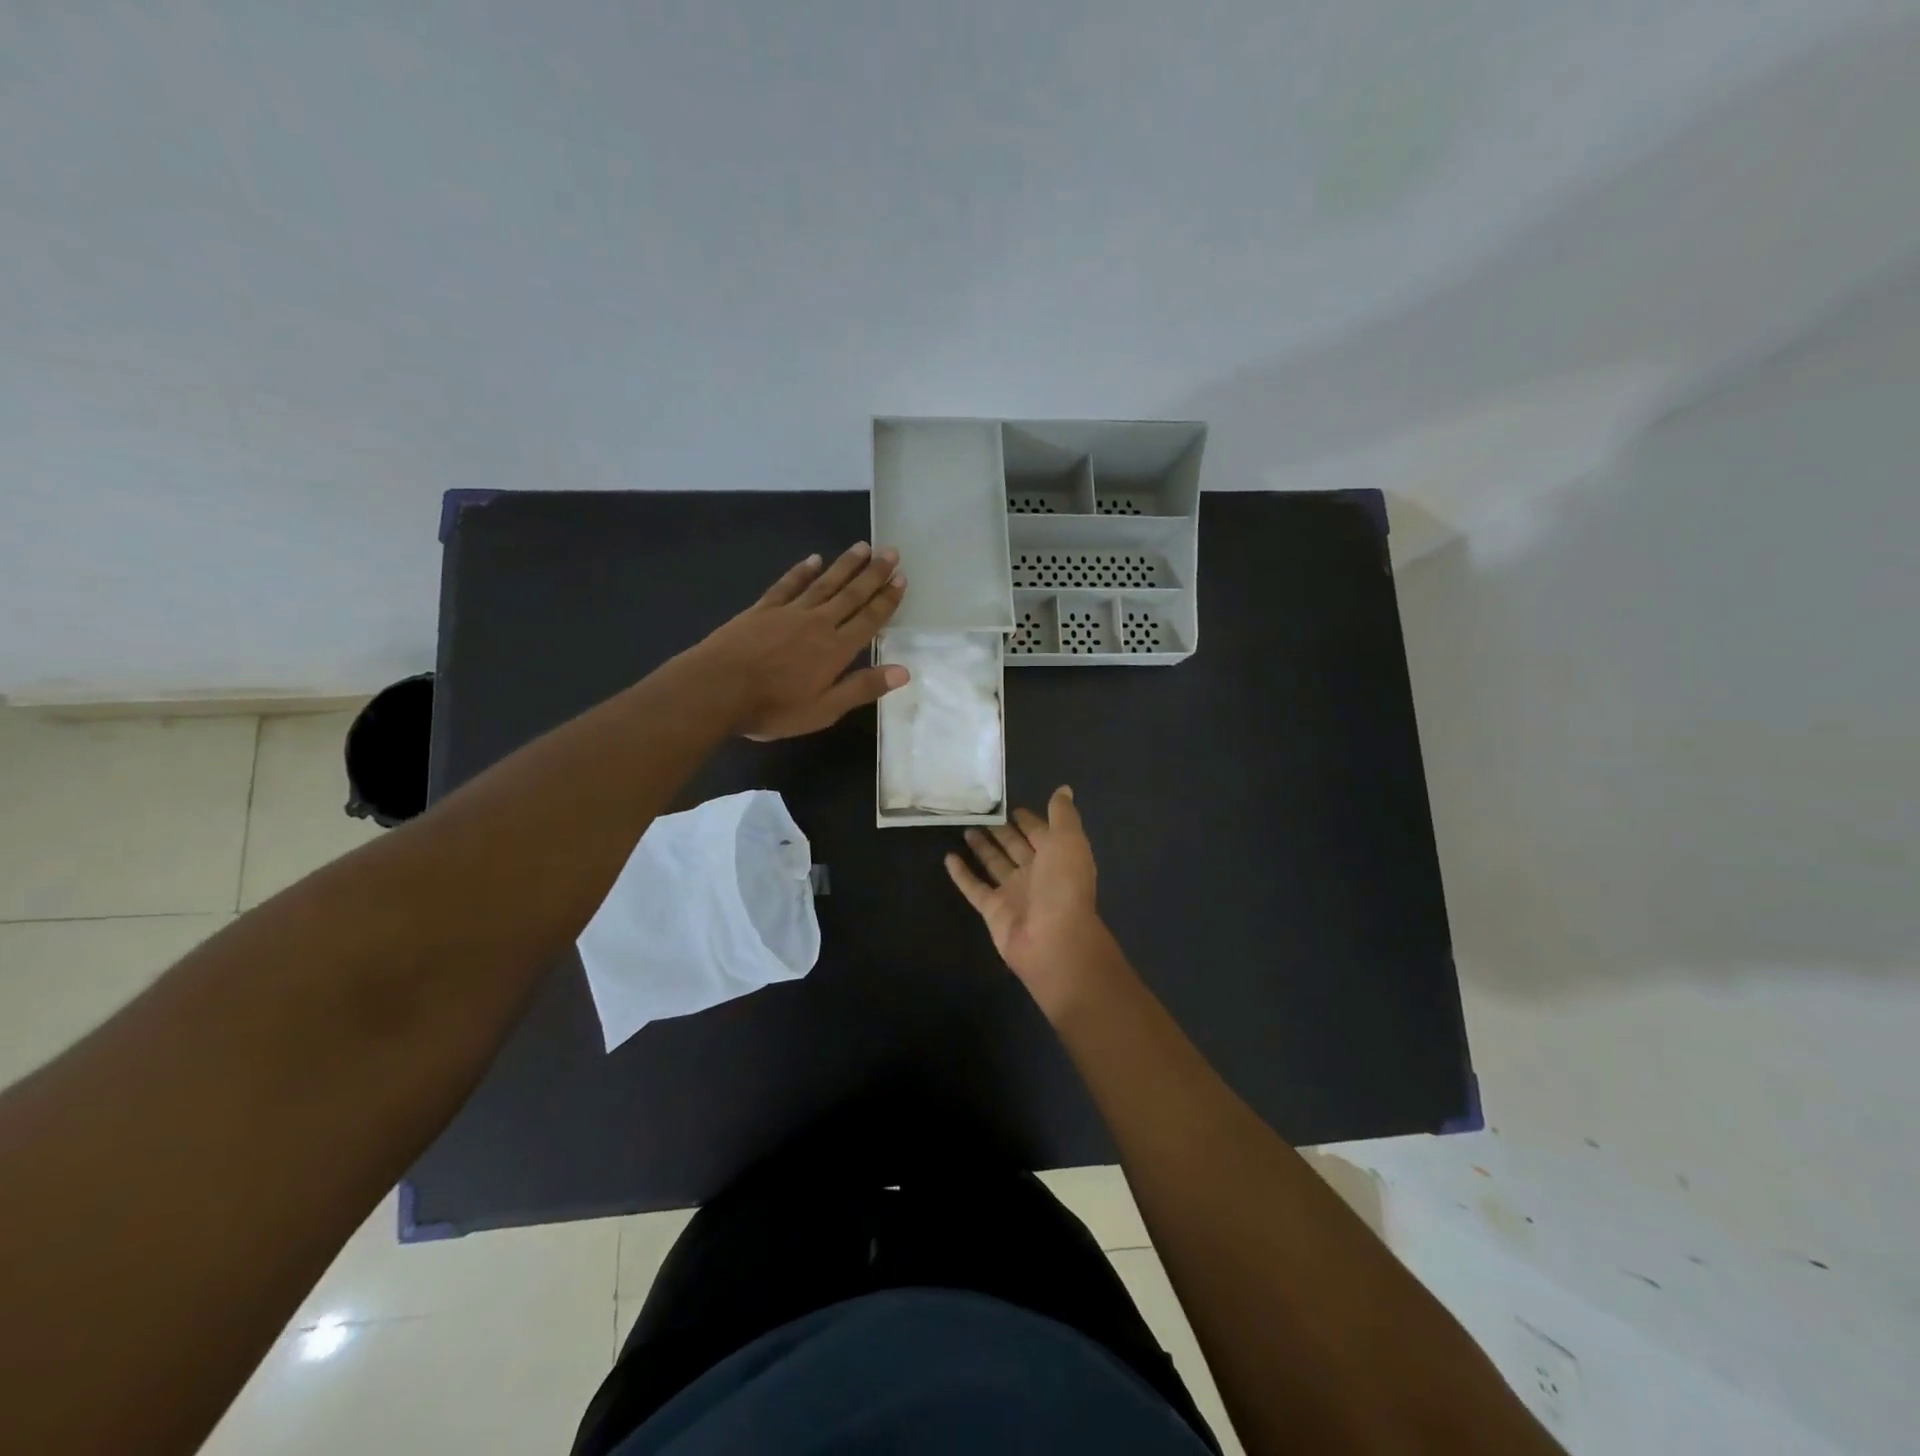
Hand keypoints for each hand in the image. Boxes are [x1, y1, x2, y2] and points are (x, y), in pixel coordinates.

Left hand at [696, 542, 909, 739]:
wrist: (717, 689)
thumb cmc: (773, 708)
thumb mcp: (824, 710)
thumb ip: (862, 687)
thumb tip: (904, 670)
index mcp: (836, 649)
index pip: (869, 619)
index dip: (887, 599)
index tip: (901, 578)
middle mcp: (818, 623)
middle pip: (851, 594)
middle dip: (873, 573)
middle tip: (891, 551)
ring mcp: (789, 612)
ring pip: (824, 583)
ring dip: (845, 565)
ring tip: (863, 546)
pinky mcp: (762, 609)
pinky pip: (788, 585)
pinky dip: (802, 571)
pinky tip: (813, 559)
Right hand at [945, 787, 1108, 1014]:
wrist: (1053, 939)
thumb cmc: (1063, 884)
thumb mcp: (1068, 840)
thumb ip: (1063, 815)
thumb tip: (1064, 789)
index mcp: (1057, 857)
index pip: (1041, 833)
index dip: (1029, 820)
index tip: (1010, 806)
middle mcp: (1036, 874)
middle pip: (1016, 847)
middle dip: (1002, 831)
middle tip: (980, 812)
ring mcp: (1014, 893)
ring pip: (995, 864)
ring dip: (982, 848)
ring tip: (964, 828)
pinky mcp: (993, 910)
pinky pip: (975, 887)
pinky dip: (962, 874)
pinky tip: (948, 857)